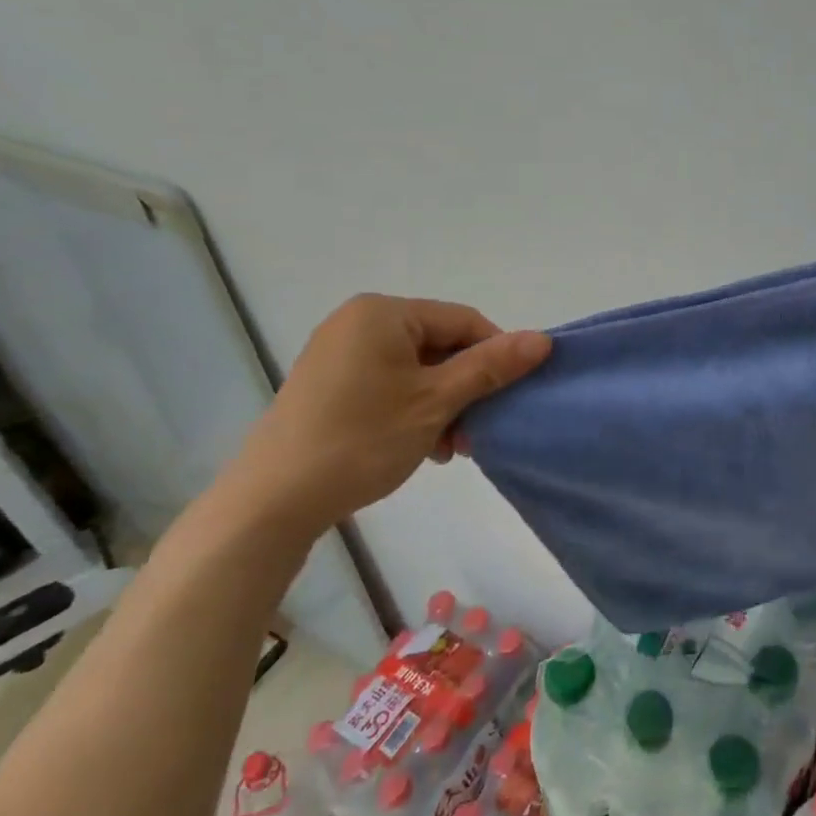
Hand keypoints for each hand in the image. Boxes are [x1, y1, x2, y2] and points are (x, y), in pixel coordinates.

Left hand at [216, 295, 550, 536]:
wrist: (271, 502)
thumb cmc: (362, 439)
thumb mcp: (437, 401)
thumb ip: (491, 367)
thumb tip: (543, 339)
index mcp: (383, 313)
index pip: (463, 321)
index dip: (495, 356)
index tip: (509, 398)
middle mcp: (359, 322)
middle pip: (440, 345)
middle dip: (466, 388)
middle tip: (476, 432)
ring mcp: (340, 354)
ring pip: (417, 369)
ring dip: (444, 405)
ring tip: (450, 447)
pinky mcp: (329, 385)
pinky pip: (390, 384)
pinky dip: (414, 409)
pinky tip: (422, 446)